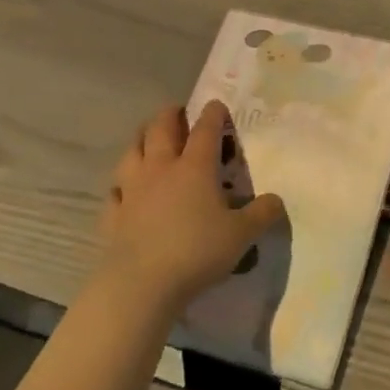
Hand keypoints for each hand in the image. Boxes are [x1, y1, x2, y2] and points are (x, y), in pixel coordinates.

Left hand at [98, 101, 285, 311]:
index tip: (217, 105)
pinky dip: (122, 184)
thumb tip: (276, 200)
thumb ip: (262, 214)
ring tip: (147, 137)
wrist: (140, 284)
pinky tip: (124, 189)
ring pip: (132, 152)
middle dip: (171, 115)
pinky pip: (115, 190)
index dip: (213, 114)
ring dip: (141, 139)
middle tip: (178, 112)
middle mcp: (161, 169)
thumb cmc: (197, 251)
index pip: (205, 129)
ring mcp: (133, 190)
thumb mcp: (242, 234)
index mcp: (195, 167)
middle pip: (161, 129)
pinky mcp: (113, 214)